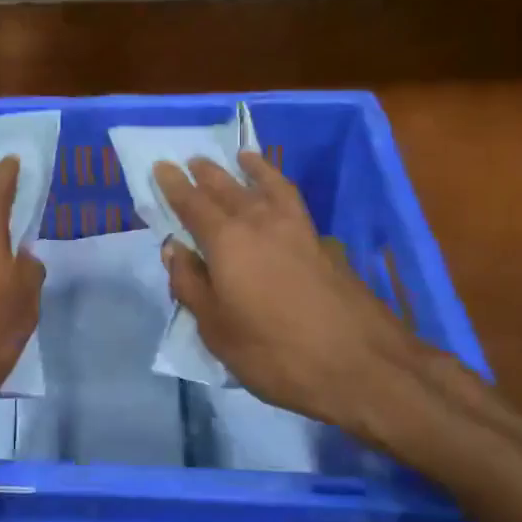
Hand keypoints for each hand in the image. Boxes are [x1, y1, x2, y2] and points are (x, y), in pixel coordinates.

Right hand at [155, 152, 436, 438]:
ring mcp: (296, 229)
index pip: (192, 204)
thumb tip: (173, 248)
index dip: (174, 185)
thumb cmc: (274, 353)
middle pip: (227, 188)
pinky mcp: (322, 243)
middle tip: (192, 160)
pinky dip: (280, 185)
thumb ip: (190, 285)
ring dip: (250, 169)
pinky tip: (279, 193)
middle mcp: (260, 222)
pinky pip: (292, 199)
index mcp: (226, 241)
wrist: (360, 364)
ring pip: (266, 186)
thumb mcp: (216, 329)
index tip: (161, 166)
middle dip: (207, 173)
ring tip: (241, 157)